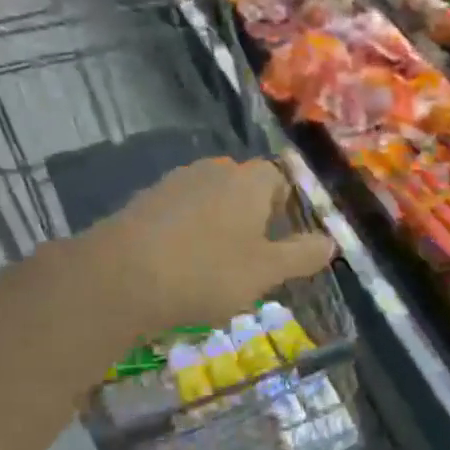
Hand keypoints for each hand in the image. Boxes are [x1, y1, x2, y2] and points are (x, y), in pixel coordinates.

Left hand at [71, 157, 335, 338]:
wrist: (118, 278)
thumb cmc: (207, 272)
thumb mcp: (267, 271)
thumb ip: (302, 255)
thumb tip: (331, 242)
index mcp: (250, 180)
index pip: (279, 178)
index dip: (287, 208)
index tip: (284, 242)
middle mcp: (214, 170)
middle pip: (244, 188)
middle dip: (254, 219)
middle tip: (255, 259)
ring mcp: (174, 183)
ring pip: (211, 202)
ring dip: (220, 228)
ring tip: (217, 269)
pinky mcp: (144, 202)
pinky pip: (180, 214)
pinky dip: (188, 235)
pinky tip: (181, 268)